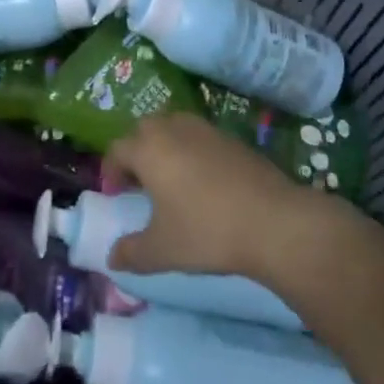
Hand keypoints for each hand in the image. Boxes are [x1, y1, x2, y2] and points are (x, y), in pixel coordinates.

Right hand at [103, 113, 318, 280]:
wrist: (273, 221)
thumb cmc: (207, 232)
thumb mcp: (163, 250)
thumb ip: (132, 253)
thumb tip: (112, 258)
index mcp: (149, 149)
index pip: (117, 149)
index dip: (110, 170)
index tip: (115, 194)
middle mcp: (173, 129)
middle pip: (144, 129)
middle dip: (136, 151)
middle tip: (140, 182)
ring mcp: (205, 129)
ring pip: (173, 126)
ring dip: (164, 145)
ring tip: (170, 177)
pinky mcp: (231, 137)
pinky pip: (199, 135)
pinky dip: (191, 150)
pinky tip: (202, 180)